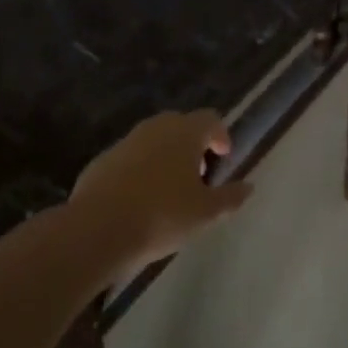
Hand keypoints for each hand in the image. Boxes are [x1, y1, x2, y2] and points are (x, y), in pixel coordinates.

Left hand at [71, 110, 247, 278]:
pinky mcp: (103, 160)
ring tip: (170, 189)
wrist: (98, 228)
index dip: (220, 135)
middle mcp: (155, 128)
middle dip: (193, 145)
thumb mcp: (205, 213)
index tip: (224, 157)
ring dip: (166, 156)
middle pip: (181, 125)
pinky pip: (130, 157)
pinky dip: (141, 169)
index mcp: (185, 133)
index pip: (210, 119)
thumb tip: (248, 186)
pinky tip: (140, 199)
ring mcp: (126, 141)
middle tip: (199, 174)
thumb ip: (229, 197)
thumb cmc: (162, 216)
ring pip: (153, 140)